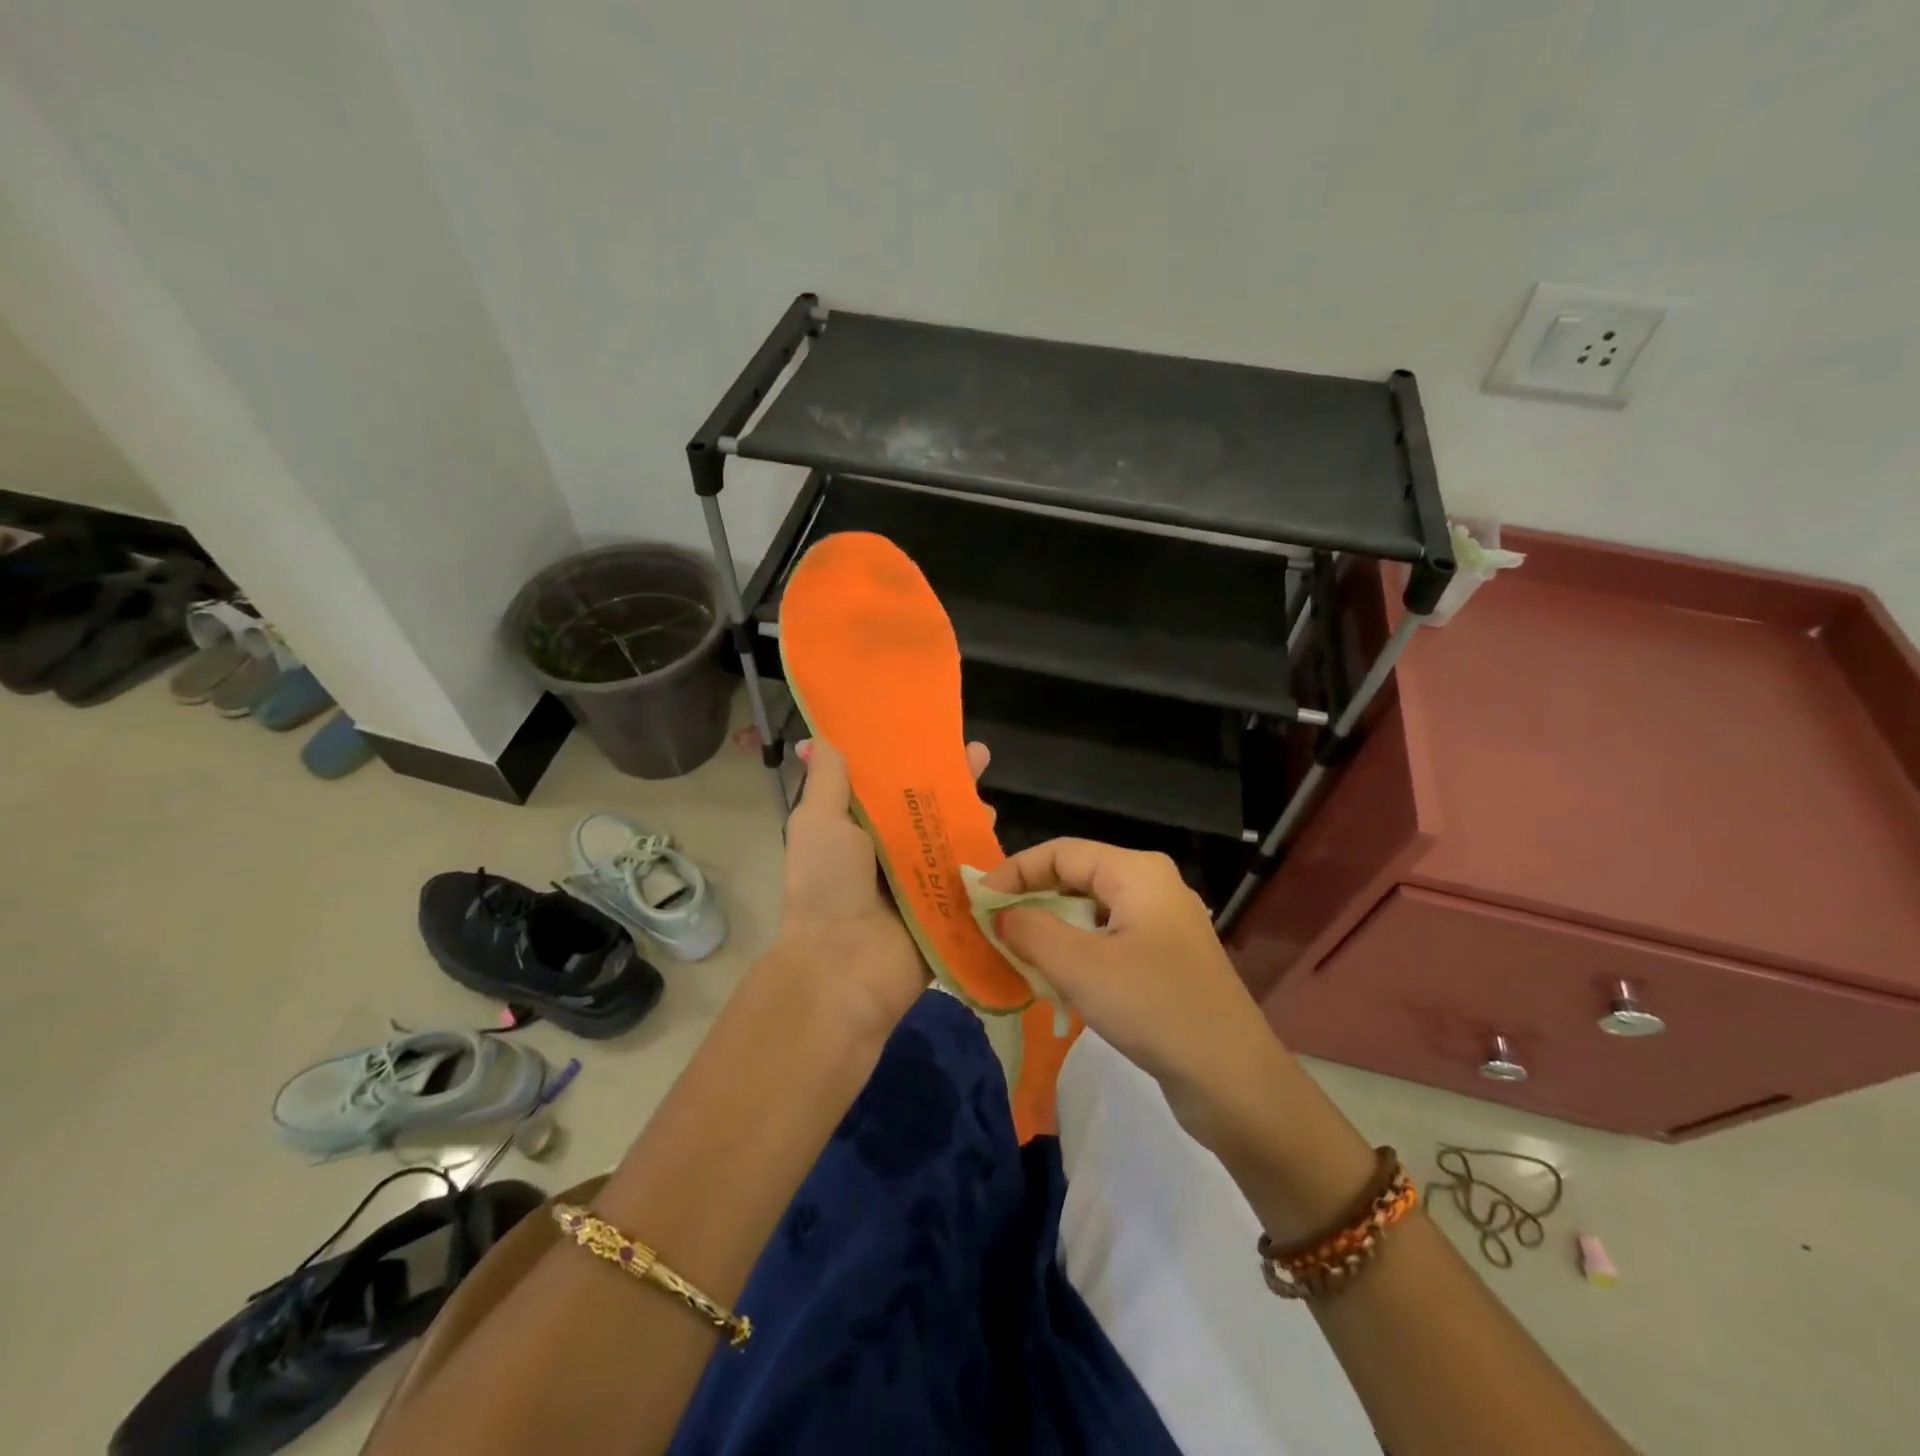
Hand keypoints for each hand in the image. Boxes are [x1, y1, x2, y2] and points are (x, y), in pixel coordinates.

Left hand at [769, 737, 990, 1036]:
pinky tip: (999, 833)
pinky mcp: (948, 907)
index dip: (910, 757)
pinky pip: (971, 874)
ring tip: (990, 797)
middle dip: (953, 782)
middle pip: (928, 807)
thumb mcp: (818, 821)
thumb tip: (822, 737)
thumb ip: (827, 779)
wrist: (844, 967)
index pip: (889, 784)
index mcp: (858, 829)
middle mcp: (890, 851)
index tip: (932, 731)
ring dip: (973, 815)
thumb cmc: (826, 884)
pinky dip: (986, 855)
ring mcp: (922, 880)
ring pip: (953, 838)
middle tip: (979, 755)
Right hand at [981, 840, 1293, 1145]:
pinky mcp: (1166, 960)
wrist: (1233, 1080)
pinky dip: (1077, 953)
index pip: (1061, 852)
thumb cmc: (1154, 1008)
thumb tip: (1001, 915)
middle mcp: (1152, 887)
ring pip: (1090, 913)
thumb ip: (1031, 931)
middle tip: (991, 929)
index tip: (977, 902)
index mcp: (1137, 872)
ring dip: (1051, 930)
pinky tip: (1057, 982)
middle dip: (1031, 900)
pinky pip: (1109, 941)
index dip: (1014, 871)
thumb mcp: (1080, 966)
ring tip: (1016, 956)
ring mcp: (1163, 925)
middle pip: (1076, 878)